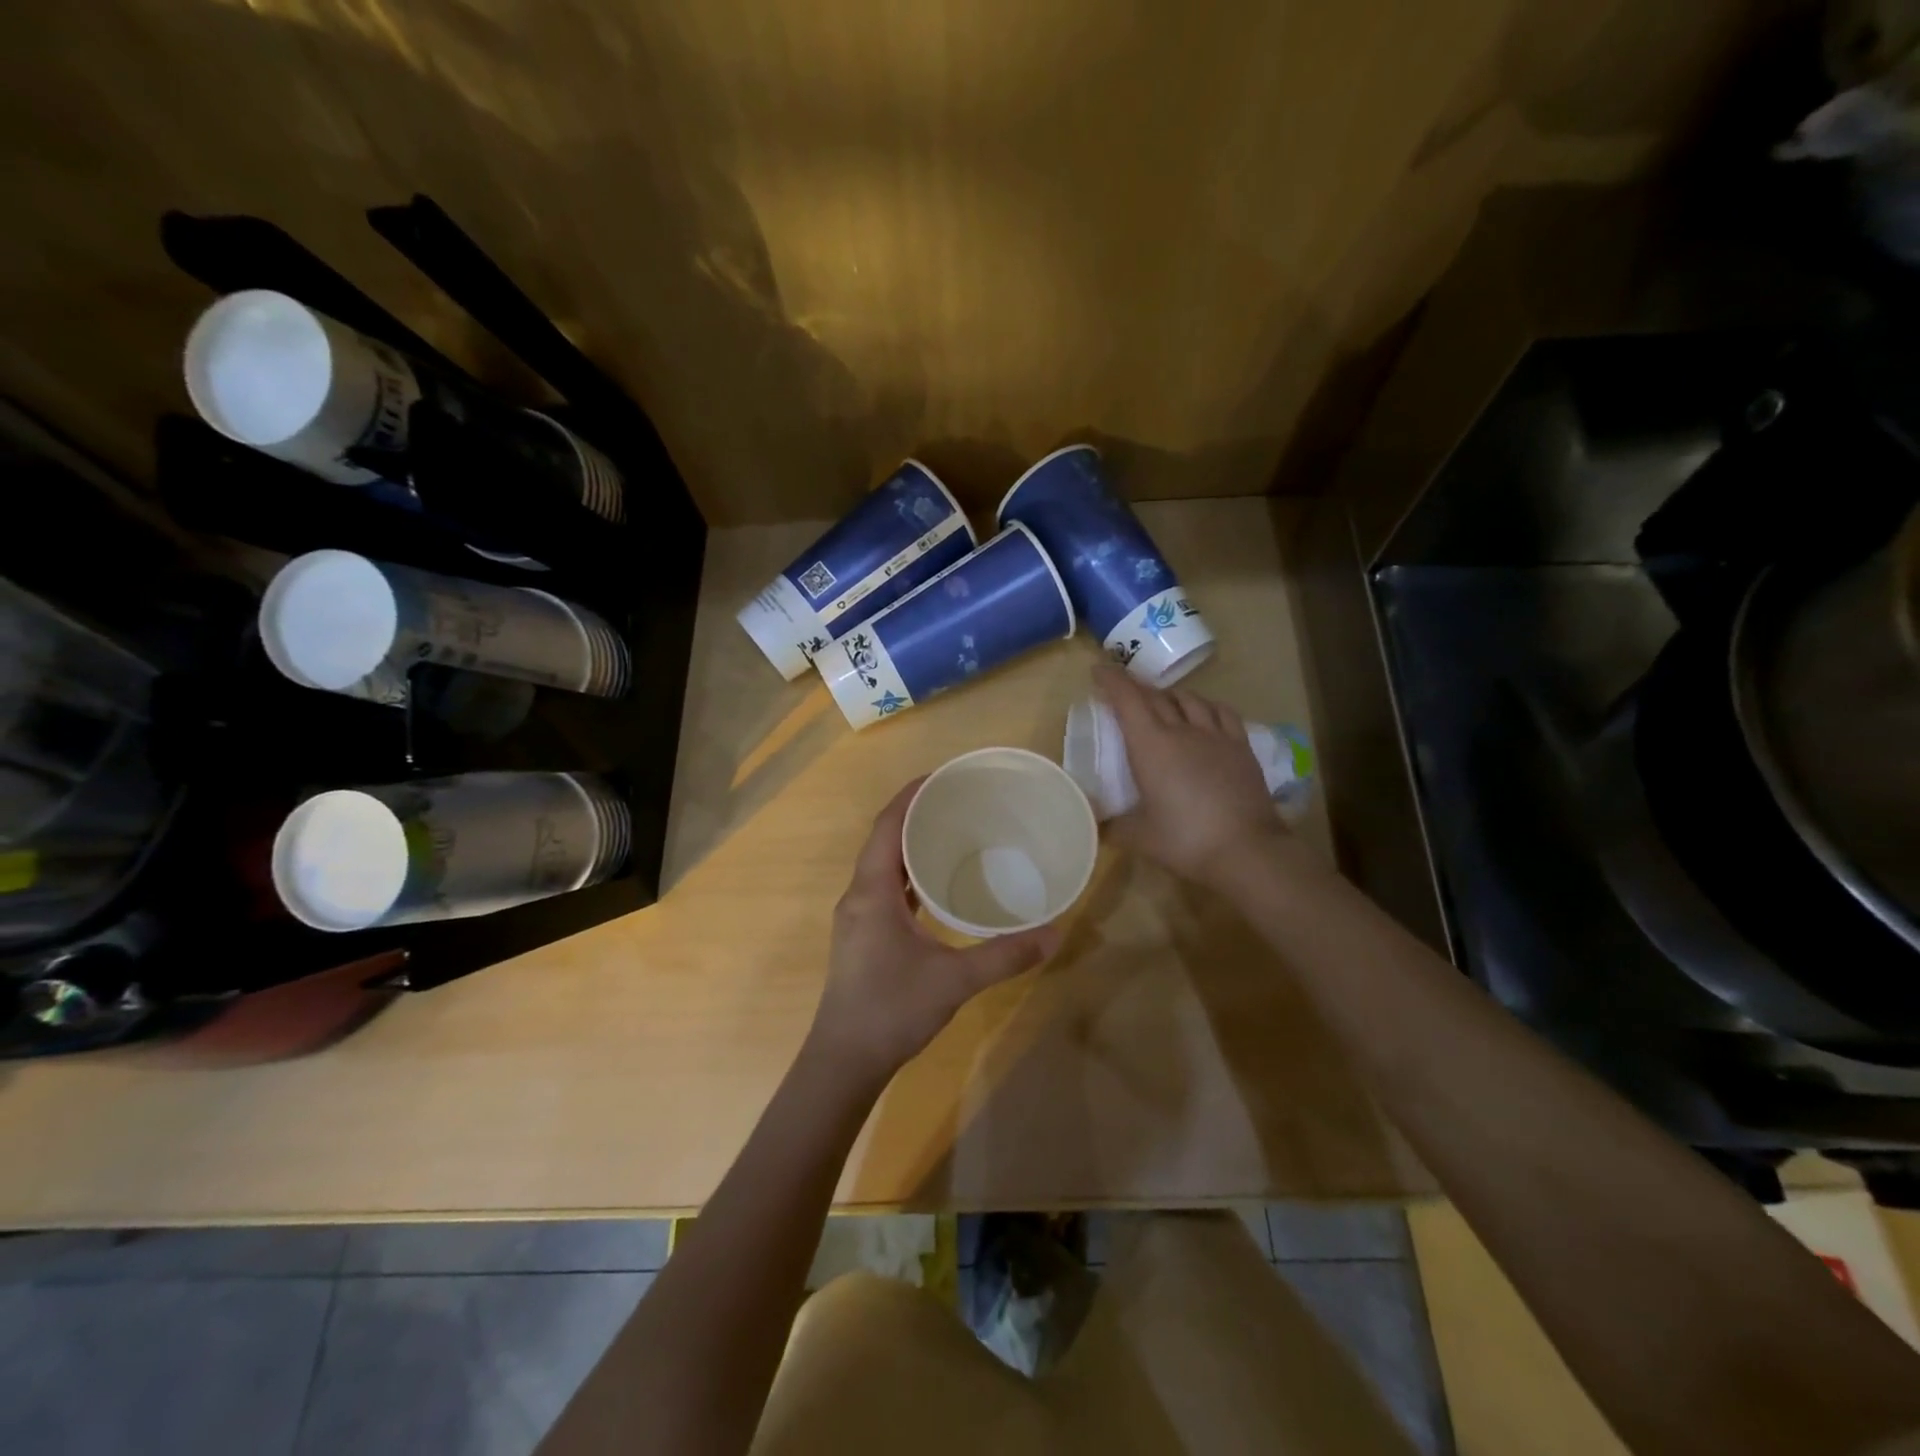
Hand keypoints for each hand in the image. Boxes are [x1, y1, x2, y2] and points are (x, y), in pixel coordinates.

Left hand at [809, 779, 1060, 1080]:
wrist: (844, 1061)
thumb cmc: (892, 1010)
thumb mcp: (955, 980)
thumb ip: (1005, 954)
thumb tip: (1056, 932)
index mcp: (872, 891)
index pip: (887, 825)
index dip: (911, 796)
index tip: (942, 776)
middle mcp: (859, 895)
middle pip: (884, 839)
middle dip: (916, 815)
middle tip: (959, 801)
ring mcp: (858, 916)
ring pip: (884, 865)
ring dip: (911, 845)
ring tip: (953, 832)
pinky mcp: (863, 935)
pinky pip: (886, 889)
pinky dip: (910, 875)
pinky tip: (938, 884)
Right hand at [1097, 665, 1293, 889]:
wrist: (1246, 850)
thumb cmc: (1185, 841)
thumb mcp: (1139, 837)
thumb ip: (1113, 825)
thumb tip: (1096, 822)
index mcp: (1151, 746)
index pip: (1127, 699)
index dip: (1111, 680)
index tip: (1098, 670)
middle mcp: (1182, 730)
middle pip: (1156, 696)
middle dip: (1135, 687)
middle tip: (1123, 691)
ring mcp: (1215, 735)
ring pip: (1189, 699)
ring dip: (1169, 695)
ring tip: (1161, 702)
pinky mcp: (1241, 746)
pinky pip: (1221, 712)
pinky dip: (1205, 705)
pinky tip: (1204, 712)